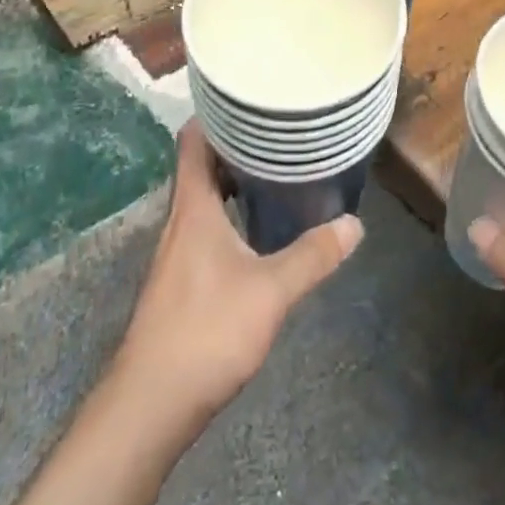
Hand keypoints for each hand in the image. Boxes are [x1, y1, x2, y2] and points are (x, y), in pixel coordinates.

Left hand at [114, 121, 362, 429]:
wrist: (150, 405)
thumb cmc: (206, 332)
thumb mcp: (270, 291)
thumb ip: (312, 256)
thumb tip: (353, 224)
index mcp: (193, 206)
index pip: (192, 139)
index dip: (214, 113)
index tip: (249, 99)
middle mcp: (180, 219)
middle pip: (200, 165)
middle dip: (235, 145)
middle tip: (277, 133)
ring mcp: (176, 251)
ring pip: (203, 198)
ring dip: (233, 181)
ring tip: (275, 173)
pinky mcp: (180, 279)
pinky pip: (206, 226)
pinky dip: (230, 215)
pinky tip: (257, 231)